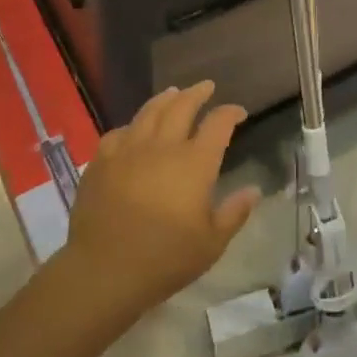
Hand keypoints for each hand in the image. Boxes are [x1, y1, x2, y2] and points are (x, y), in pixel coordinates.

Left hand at [57, 81, 260, 323]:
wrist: (104, 270)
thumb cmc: (165, 259)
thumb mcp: (211, 244)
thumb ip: (235, 213)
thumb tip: (254, 190)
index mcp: (194, 163)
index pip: (218, 124)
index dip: (230, 113)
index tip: (238, 112)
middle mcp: (163, 146)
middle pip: (182, 106)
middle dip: (197, 93)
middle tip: (206, 86)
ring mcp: (129, 149)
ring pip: (150, 111)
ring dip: (166, 98)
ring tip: (174, 92)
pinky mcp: (102, 161)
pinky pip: (119, 132)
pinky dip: (132, 125)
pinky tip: (134, 129)